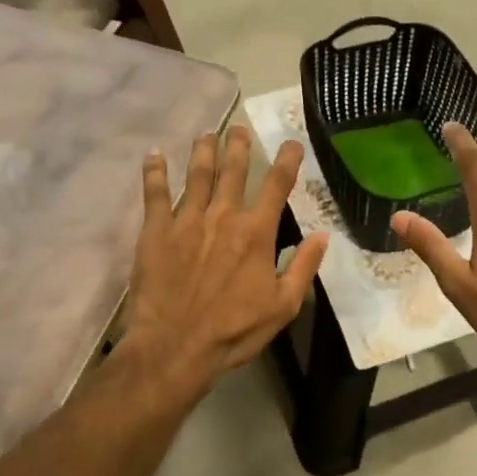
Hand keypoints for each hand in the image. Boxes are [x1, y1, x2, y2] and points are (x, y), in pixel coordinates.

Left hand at [125, 125, 328, 393]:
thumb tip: (322, 235)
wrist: (175, 346)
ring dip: (203, 151)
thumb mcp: (283, 305)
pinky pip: (154, 194)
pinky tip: (154, 155)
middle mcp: (222, 216)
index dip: (287, 161)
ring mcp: (186, 221)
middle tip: (239, 129)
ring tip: (207, 134)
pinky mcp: (155, 232)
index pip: (276, 186)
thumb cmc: (234, 330)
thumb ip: (303, 267)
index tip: (291, 143)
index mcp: (256, 232)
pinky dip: (154, 172)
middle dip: (239, 146)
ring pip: (197, 175)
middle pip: (233, 171)